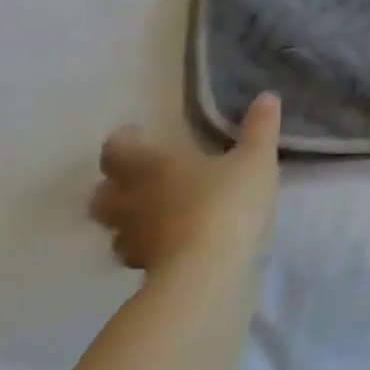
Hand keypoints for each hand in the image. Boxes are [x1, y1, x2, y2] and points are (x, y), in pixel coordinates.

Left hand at [89, 95, 282, 274]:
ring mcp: (132, 238)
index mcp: (151, 165)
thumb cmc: (226, 203)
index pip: (117, 148)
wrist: (207, 272)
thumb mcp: (255, 159)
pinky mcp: (143, 269)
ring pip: (113, 226)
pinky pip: (135, 252)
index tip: (140, 134)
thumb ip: (260, 128)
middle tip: (141, 176)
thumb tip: (266, 97)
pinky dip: (146, 245)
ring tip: (154, 212)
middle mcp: (131, 199)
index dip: (125, 140)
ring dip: (127, 217)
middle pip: (103, 191)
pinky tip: (169, 244)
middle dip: (116, 183)